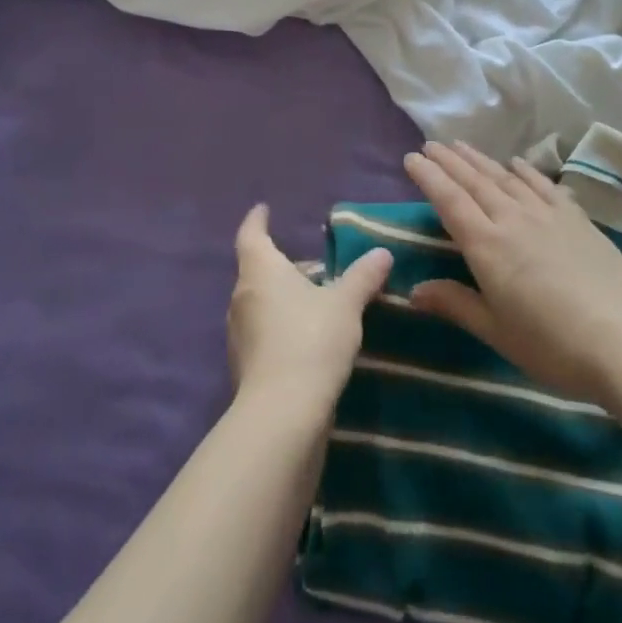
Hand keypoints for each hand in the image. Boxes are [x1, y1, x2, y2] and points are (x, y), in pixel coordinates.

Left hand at [227, 205, 392, 415]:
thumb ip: (363, 276)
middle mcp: (242, 298)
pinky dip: (282, 326)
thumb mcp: (345, 304)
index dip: (257, 220)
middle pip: (258, 271)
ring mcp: (239, 335)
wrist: (282, 413)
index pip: (251, 235)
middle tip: (313, 264)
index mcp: (260, 272)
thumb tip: (382, 253)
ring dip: (283, 298)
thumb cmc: (311, 340)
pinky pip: (264, 333)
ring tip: (316, 300)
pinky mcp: (246, 366)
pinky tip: (309, 338)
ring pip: (261, 303)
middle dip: (283, 265)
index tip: (263, 209)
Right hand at [404, 141, 621, 404]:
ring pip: (506, 178)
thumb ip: (455, 304)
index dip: (429, 177)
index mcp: (487, 246)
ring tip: (461, 146)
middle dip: (449, 161)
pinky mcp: (577, 219)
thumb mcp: (496, 332)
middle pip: (475, 182)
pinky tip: (517, 163)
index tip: (411, 158)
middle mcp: (513, 219)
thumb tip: (413, 290)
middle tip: (431, 144)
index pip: (450, 201)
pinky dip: (526, 171)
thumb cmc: (553, 345)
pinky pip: (544, 185)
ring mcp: (548, 215)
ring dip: (480, 160)